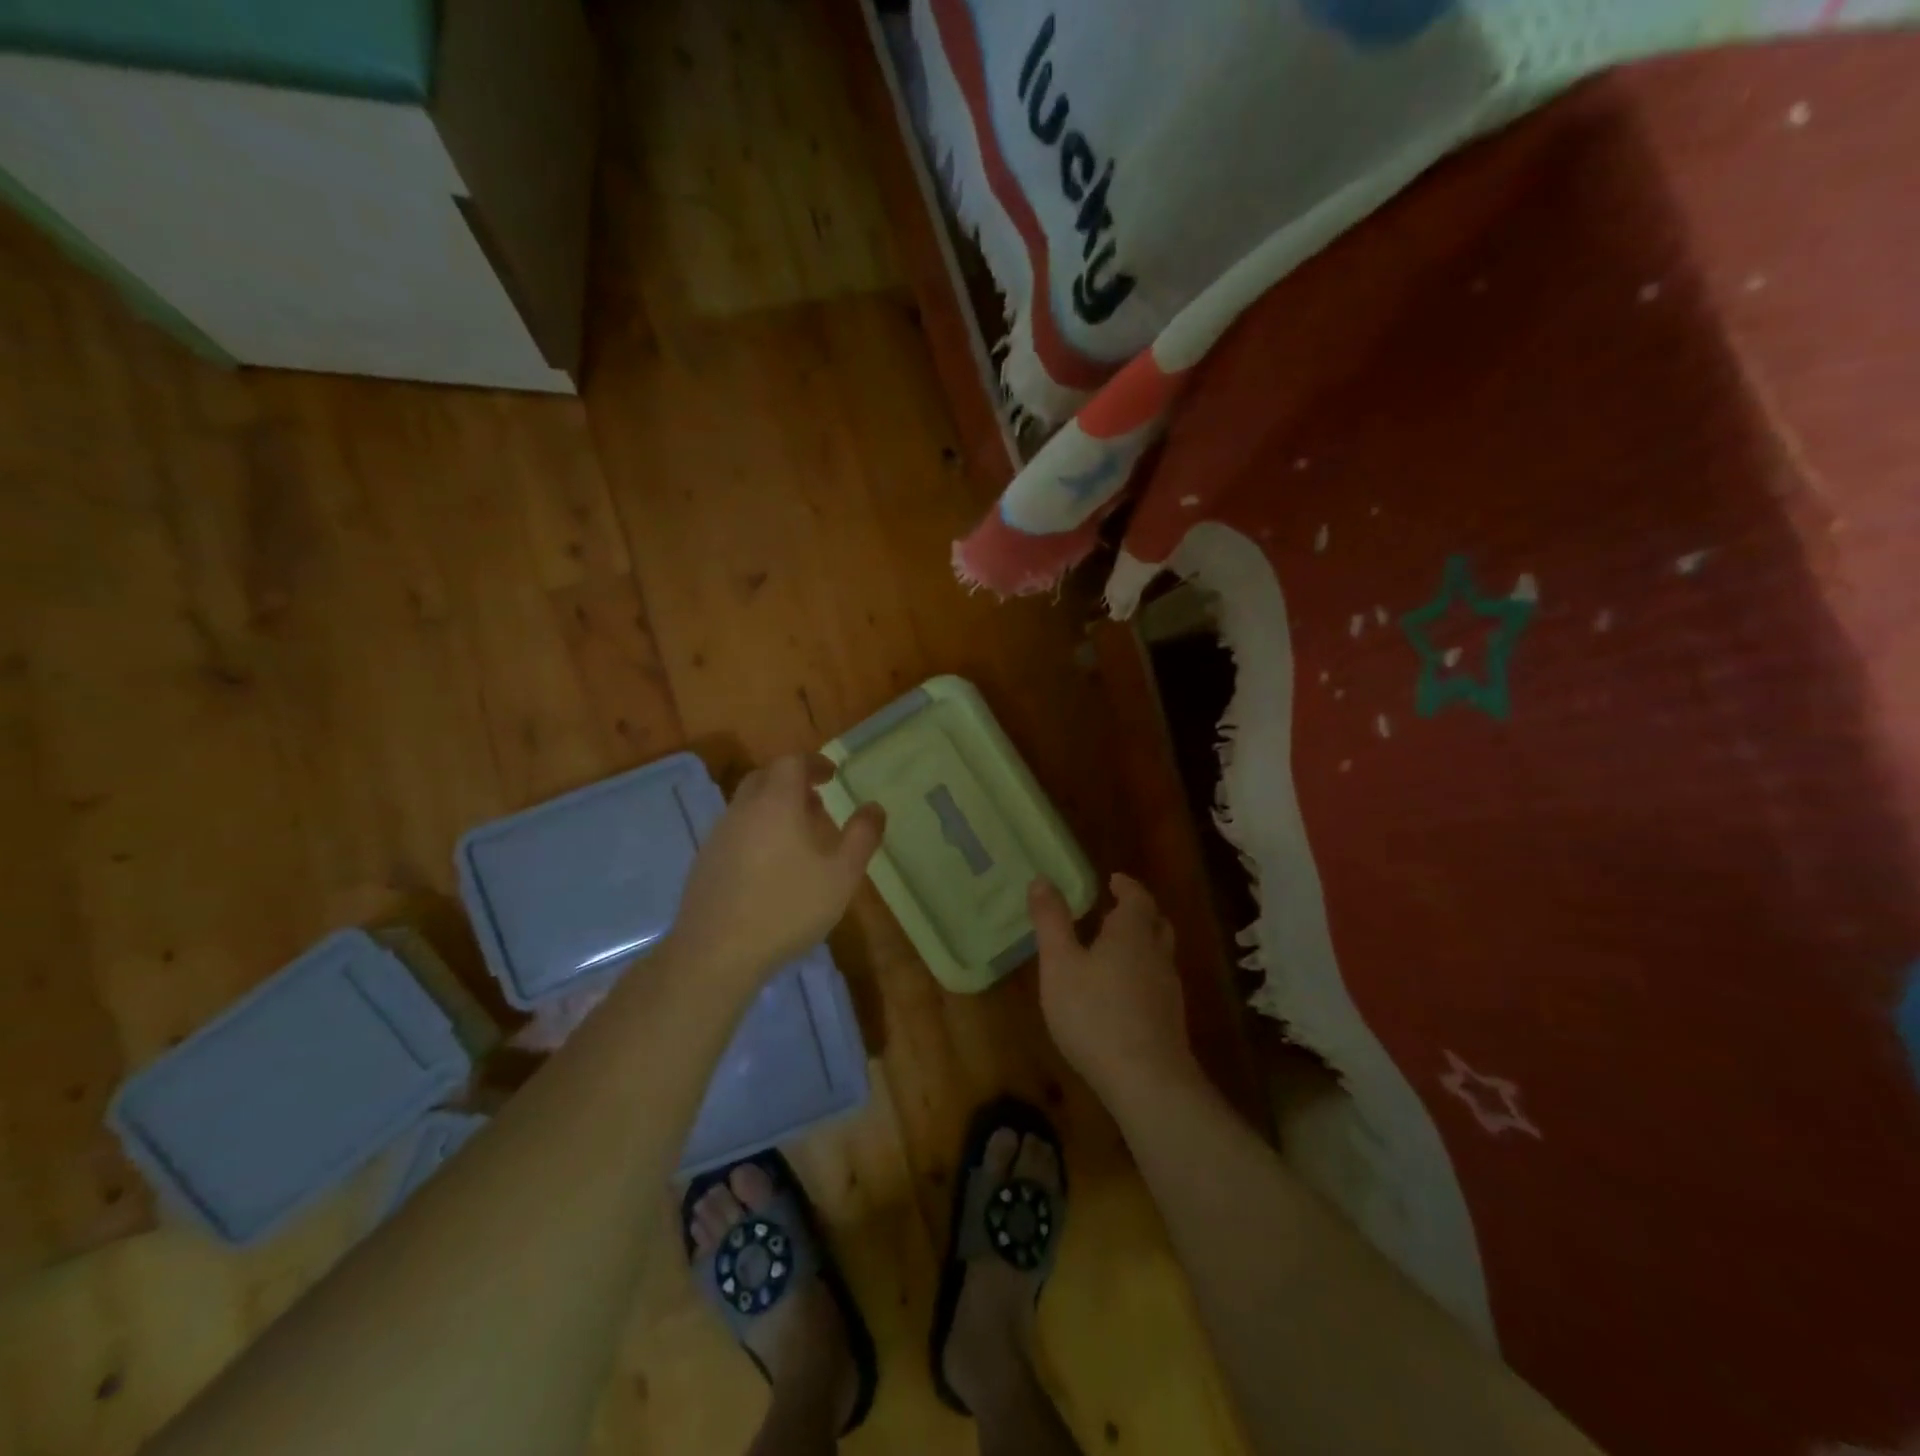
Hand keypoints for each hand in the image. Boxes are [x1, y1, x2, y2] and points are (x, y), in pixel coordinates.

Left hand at [671, 754, 884, 982]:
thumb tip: (875, 807)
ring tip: (798, 837)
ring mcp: (718, 836)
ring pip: (748, 806)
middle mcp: (743, 810)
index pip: (792, 762)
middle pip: (765, 778)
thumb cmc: (787, 908)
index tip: (832, 775)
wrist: (716, 953)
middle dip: (792, 782)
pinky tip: (770, 867)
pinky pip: (735, 831)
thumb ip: (862, 836)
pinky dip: (756, 832)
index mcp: (776, 803)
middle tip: (817, 802)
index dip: (814, 763)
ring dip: (773, 808)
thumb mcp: (841, 875)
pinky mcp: (704, 863)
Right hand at [1031, 873, 1198, 1101]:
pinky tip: (1122, 993)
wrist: (1147, 1081)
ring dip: (1141, 944)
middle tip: (1115, 911)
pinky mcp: (1170, 1021)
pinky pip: (1157, 983)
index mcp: (1132, 933)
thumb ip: (1051, 921)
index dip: (1126, 886)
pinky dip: (1142, 974)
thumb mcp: (1059, 964)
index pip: (1137, 898)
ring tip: (1113, 950)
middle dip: (1138, 913)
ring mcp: (1168, 990)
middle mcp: (1156, 955)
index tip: (1113, 881)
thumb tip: (1042, 879)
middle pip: (1156, 924)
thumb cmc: (1095, 1013)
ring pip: (1159, 954)